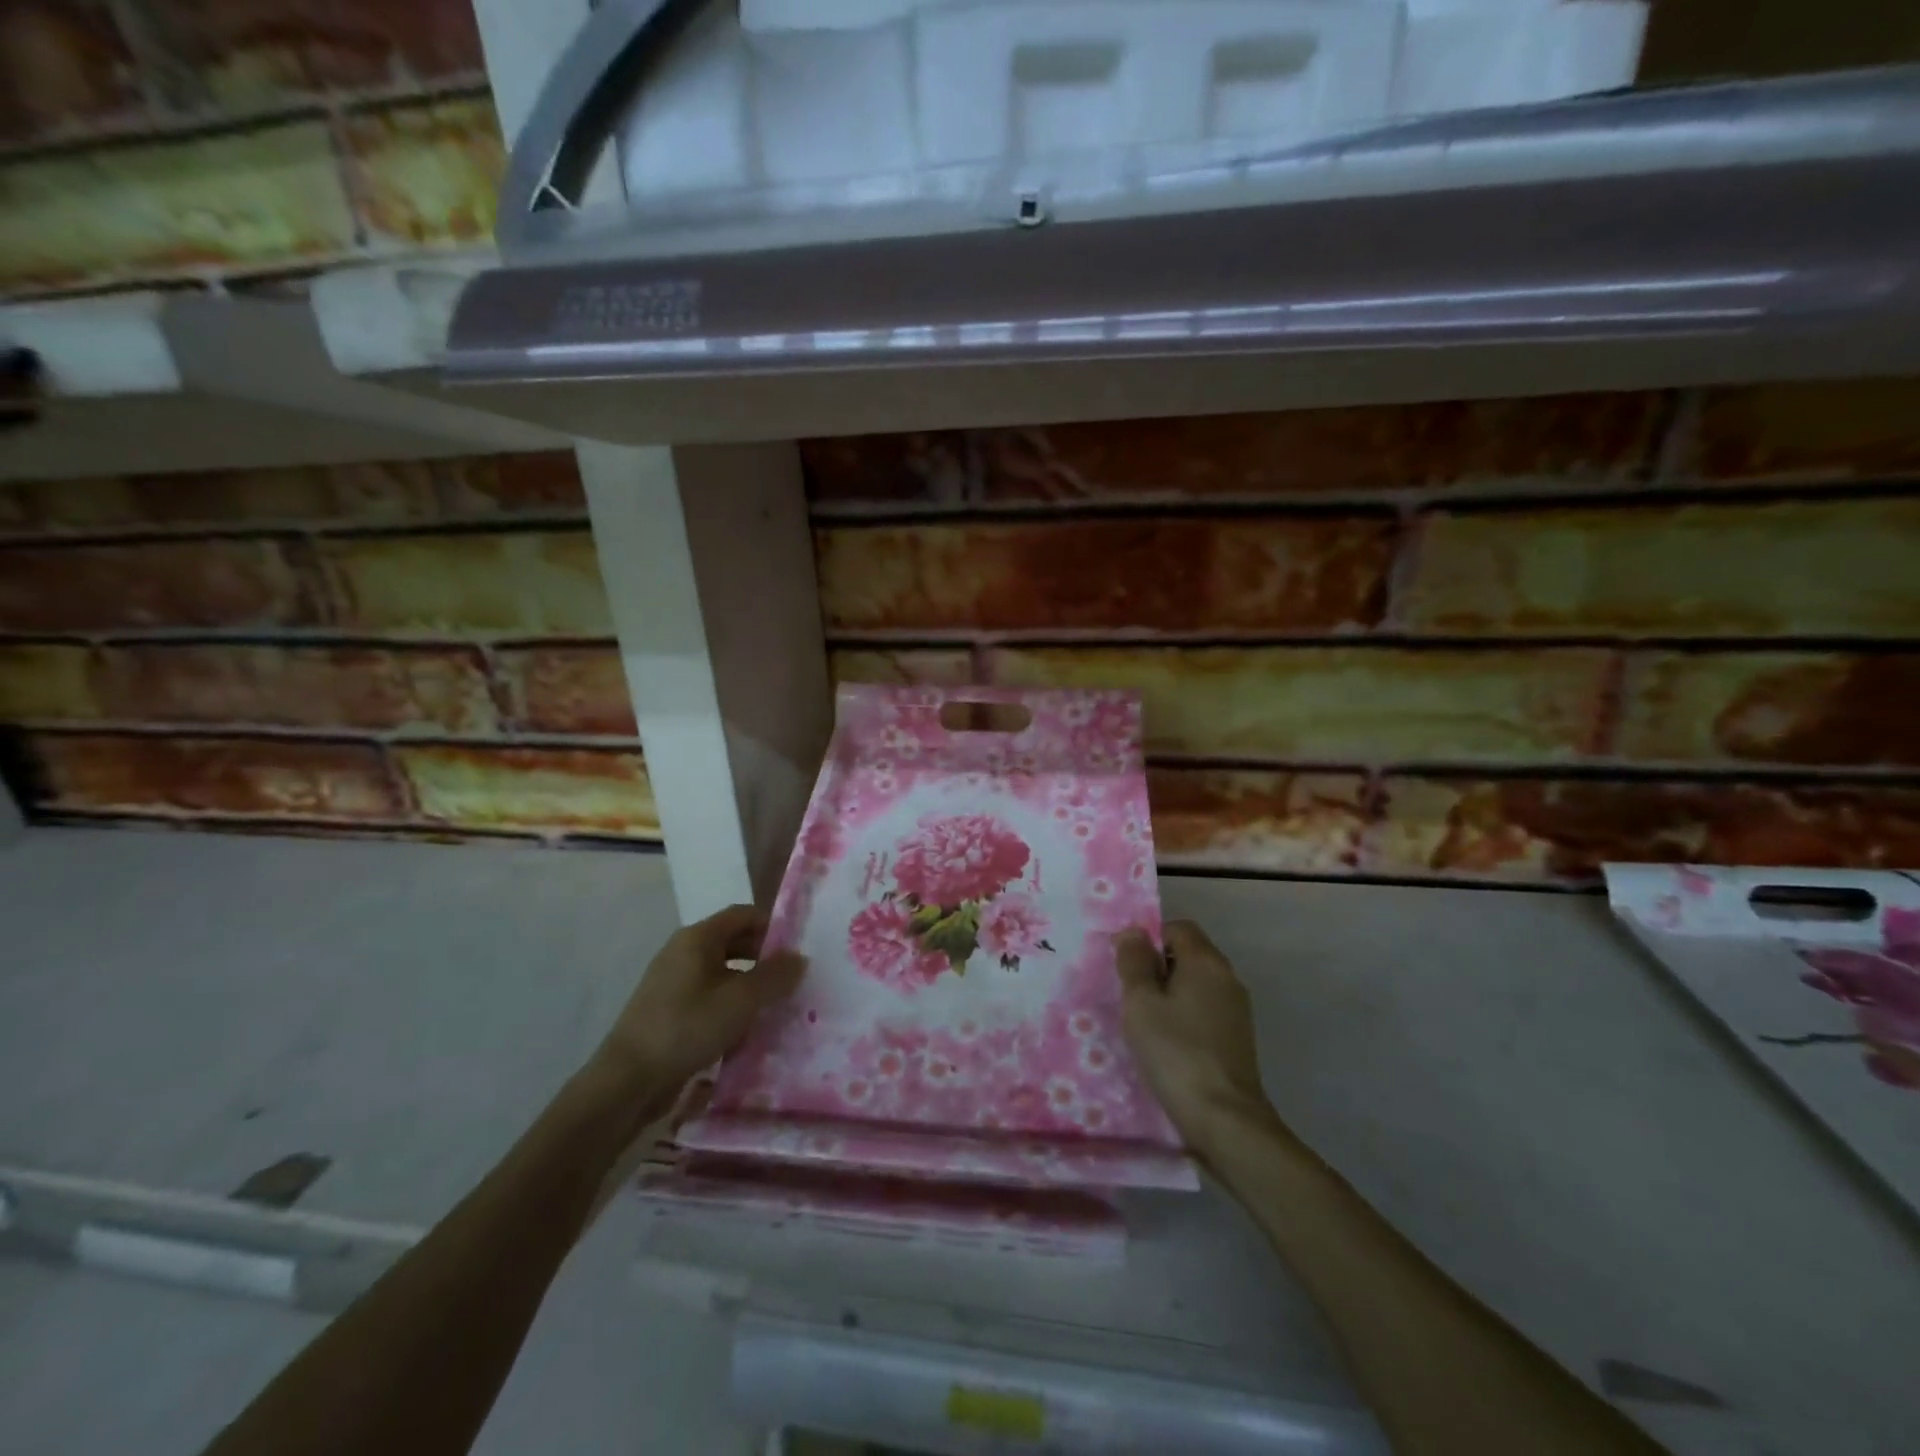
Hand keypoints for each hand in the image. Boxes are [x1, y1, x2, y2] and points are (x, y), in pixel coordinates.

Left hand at [589, 905, 804, 1101]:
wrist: (627, 1081)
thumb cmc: (687, 1028)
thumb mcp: (741, 1001)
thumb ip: (774, 976)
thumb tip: (800, 958)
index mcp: (697, 938)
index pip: (743, 915)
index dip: (773, 926)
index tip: (798, 949)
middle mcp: (683, 951)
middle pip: (733, 941)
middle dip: (764, 957)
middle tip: (793, 978)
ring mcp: (673, 981)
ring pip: (722, 971)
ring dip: (749, 984)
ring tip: (776, 1004)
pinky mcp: (669, 1010)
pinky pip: (709, 995)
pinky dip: (730, 1004)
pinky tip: (747, 1027)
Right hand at [1114, 920, 1277, 1153]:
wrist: (1226, 1118)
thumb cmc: (1176, 1052)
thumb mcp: (1141, 1004)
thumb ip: (1135, 962)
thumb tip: (1134, 931)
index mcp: (1206, 961)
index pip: (1178, 927)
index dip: (1150, 938)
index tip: (1127, 966)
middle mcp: (1227, 977)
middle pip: (1188, 954)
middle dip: (1157, 967)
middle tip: (1130, 994)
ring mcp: (1237, 1009)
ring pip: (1196, 983)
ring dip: (1170, 993)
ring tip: (1145, 1021)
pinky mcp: (1238, 1037)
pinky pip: (1205, 1009)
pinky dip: (1185, 1015)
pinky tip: (1168, 1042)